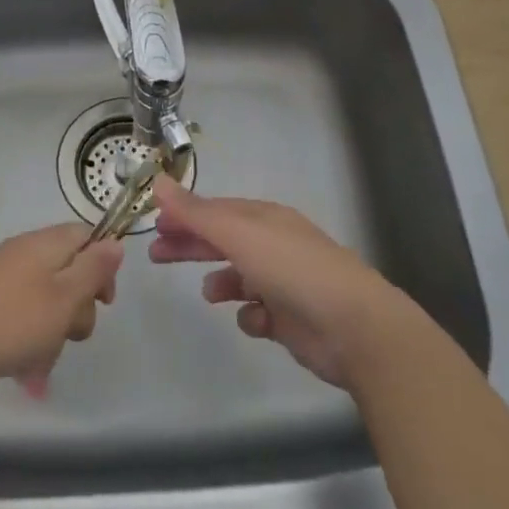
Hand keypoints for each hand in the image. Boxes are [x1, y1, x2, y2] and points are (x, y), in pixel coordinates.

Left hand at [0, 223, 122, 399]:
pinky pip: (20, 319)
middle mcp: (24, 254)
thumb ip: (93, 270)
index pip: (87, 236)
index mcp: (45, 244)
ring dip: (52, 333)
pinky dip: (28, 342)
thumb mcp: (63, 298)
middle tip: (70, 334)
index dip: (103, 266)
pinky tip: (23, 371)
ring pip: (46, 302)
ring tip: (41, 362)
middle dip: (77, 309)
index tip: (104, 301)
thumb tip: (115, 243)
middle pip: (68, 273)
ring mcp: (1, 280)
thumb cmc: (9, 321)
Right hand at [148, 175, 417, 389]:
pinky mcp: (292, 319)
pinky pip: (259, 313)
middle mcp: (275, 245)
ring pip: (241, 277)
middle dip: (191, 245)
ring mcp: (285, 282)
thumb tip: (158, 182)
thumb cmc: (292, 269)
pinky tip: (255, 319)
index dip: (184, 215)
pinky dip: (251, 315)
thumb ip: (195, 212)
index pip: (216, 210)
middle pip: (223, 240)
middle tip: (156, 255)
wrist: (354, 327)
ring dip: (221, 282)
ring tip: (209, 294)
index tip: (155, 226)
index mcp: (265, 219)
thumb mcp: (238, 233)